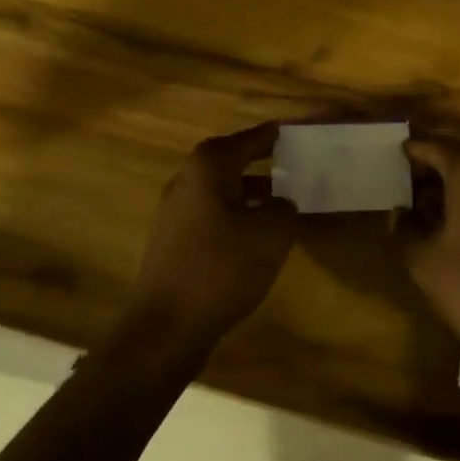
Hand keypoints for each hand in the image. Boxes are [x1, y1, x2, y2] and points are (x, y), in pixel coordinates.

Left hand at [122, 123, 296, 352]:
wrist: (164, 328)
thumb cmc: (221, 268)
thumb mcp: (271, 234)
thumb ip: (284, 208)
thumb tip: (282, 203)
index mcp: (209, 166)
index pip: (250, 139)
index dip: (274, 136)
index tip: (295, 132)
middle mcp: (187, 180)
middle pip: (231, 161)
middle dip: (261, 162)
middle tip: (293, 164)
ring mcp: (175, 212)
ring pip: (221, 191)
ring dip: (249, 193)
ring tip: (281, 204)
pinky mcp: (172, 243)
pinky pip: (212, 216)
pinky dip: (235, 217)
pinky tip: (255, 238)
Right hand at [394, 135, 459, 360]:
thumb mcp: (423, 261)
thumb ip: (403, 230)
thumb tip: (398, 213)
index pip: (435, 146)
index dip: (413, 151)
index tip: (395, 156)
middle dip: (434, 166)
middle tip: (408, 183)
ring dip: (455, 182)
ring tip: (428, 206)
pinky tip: (458, 223)